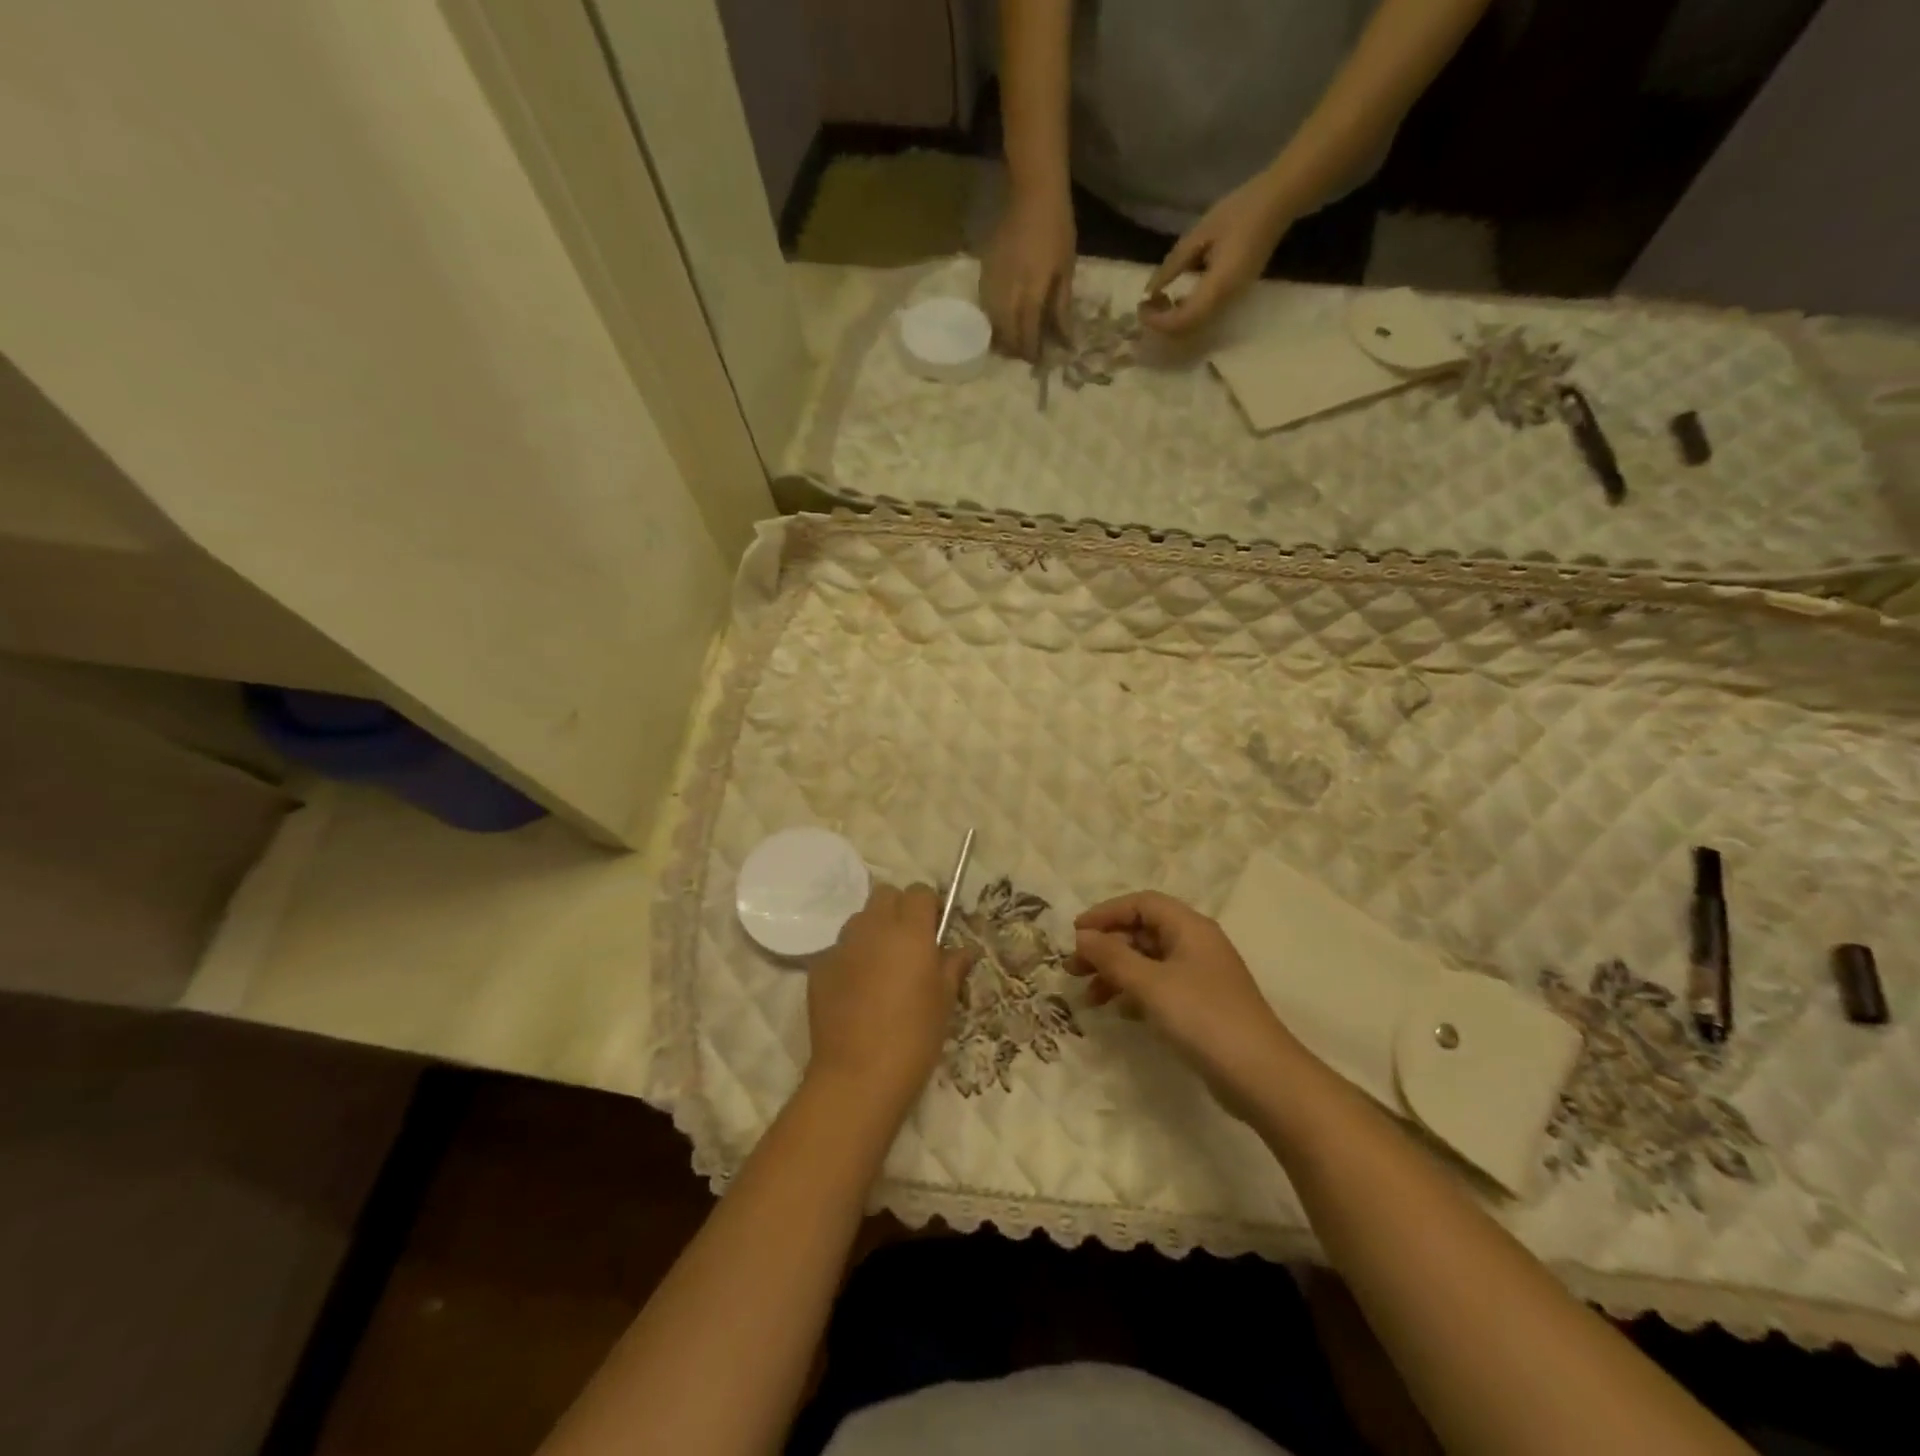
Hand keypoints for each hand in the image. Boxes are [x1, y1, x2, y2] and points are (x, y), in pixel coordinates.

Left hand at [806, 883, 972, 1113]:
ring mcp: (841, 945)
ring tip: (882, 966)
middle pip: (885, 894)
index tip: (934, 929)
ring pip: (859, 919)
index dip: (928, 905)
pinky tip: (857, 991)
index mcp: (909, 931)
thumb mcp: (945, 1001)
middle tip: (909, 943)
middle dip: (899, 909)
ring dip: (873, 931)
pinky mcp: (819, 967)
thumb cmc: (914, 1036)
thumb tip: (963, 949)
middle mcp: (873, 928)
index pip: (919, 891)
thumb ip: (953, 965)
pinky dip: (851, 958)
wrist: (858, 1075)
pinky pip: (839, 949)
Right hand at [980, 184, 1075, 360]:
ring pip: (992, 323)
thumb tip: (1065, 341)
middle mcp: (1008, 291)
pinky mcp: (983, 273)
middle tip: (1024, 355)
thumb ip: (1061, 308)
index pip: (1027, 332)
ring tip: (1012, 344)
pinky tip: (1001, 321)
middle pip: (1006, 333)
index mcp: (1032, 290)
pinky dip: (993, 320)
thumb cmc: (1057, 230)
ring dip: (1001, 338)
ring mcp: (992, 282)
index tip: (1037, 361)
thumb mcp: (1066, 270)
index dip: (1031, 351)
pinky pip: (985, 306)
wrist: (1032, 194)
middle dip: (1015, 349)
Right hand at [1072, 891, 1299, 1112]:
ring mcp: (1201, 977)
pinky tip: (1118, 1012)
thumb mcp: (1150, 984)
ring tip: (1088, 997)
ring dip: (1116, 973)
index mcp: (1190, 928)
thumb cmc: (1203, 1018)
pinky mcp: (1202, 1006)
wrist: (1263, 1077)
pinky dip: (1134, 993)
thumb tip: (1082, 936)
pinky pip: (1159, 987)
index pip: (1141, 904)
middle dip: (1106, 947)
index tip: (1076, 933)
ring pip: (1148, 962)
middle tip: (1073, 969)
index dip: (1106, 913)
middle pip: (1143, 932)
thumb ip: (1113, 957)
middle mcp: (1196, 945)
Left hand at [1140, 175, 1294, 335]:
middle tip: (1147, 305)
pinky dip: (1183, 314)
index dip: (1158, 320)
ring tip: (1158, 300)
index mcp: (1218, 287)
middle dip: (1162, 324)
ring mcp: (1231, 303)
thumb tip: (1150, 291)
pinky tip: (1175, 297)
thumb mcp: (1200, 234)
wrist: (1279, 203)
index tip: (1142, 305)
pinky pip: (1203, 318)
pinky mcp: (1232, 299)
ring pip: (1194, 329)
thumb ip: (1173, 265)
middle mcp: (1225, 302)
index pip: (1181, 321)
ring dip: (1172, 321)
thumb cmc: (1240, 211)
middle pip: (1186, 331)